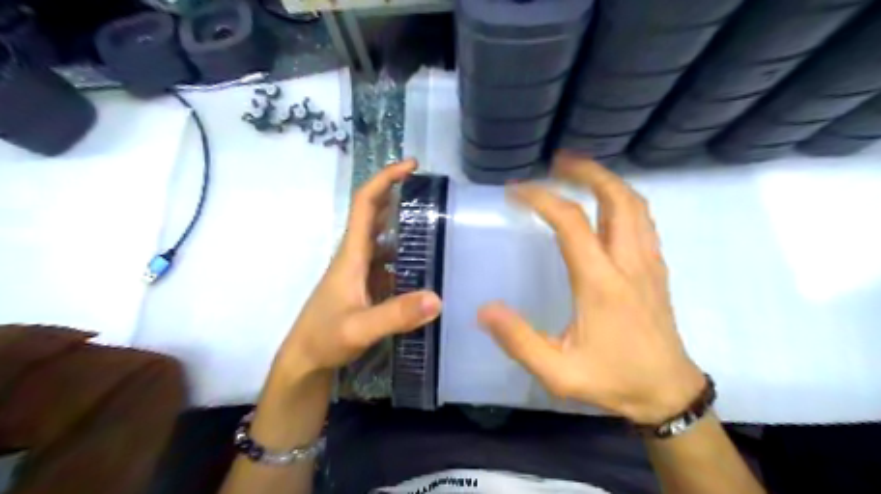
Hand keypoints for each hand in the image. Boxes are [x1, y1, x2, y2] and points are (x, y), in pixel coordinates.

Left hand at [274, 160, 439, 381]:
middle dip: (399, 195)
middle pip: (376, 214)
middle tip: (433, 192)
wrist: (305, 360)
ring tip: (438, 225)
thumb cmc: (324, 338)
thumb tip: (438, 299)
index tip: (411, 165)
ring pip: (384, 238)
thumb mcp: (359, 328)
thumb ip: (396, 315)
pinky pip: (389, 261)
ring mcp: (361, 271)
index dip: (385, 179)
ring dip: (405, 226)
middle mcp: (356, 255)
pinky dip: (407, 255)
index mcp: (351, 254)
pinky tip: (427, 264)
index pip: (365, 204)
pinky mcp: (367, 286)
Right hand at [478, 151, 707, 423]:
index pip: (571, 223)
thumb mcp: (558, 373)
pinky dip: (623, 201)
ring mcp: (648, 263)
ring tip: (579, 173)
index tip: (515, 191)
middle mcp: (629, 263)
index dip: (541, 199)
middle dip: (587, 172)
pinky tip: (606, 206)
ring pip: (635, 205)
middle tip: (558, 162)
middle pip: (616, 198)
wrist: (668, 394)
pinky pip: (643, 221)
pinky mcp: (657, 269)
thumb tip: (485, 310)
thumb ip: (520, 341)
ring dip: (607, 182)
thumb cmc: (613, 380)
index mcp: (601, 282)